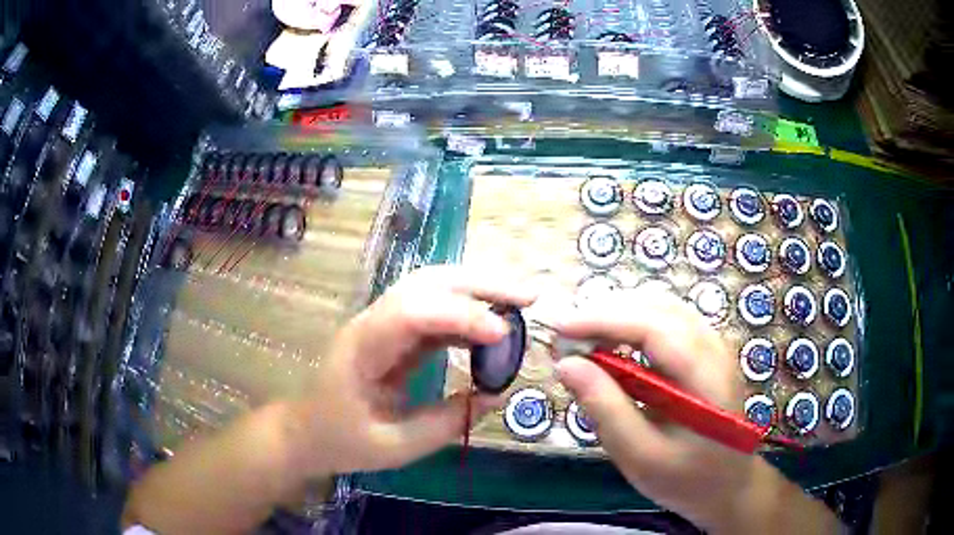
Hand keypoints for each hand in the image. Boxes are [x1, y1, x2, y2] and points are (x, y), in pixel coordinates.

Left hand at [287, 265, 536, 476]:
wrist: (305, 432)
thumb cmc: (341, 441)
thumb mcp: (395, 446)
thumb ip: (446, 422)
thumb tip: (496, 395)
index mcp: (363, 348)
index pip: (413, 312)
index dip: (460, 316)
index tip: (504, 335)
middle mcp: (373, 322)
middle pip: (427, 281)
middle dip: (480, 283)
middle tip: (530, 295)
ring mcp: (383, 323)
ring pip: (433, 287)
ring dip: (478, 289)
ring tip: (520, 302)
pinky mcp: (393, 332)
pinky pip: (434, 310)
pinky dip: (467, 312)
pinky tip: (492, 328)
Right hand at [555, 288, 839, 532]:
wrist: (729, 485)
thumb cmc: (687, 479)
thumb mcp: (641, 456)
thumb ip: (606, 410)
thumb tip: (566, 364)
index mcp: (707, 376)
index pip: (654, 326)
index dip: (603, 320)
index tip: (559, 328)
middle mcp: (715, 348)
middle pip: (658, 307)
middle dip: (606, 313)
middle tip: (565, 337)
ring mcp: (714, 346)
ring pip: (663, 308)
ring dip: (619, 315)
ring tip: (584, 339)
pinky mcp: (706, 351)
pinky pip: (668, 322)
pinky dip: (634, 324)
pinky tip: (615, 346)